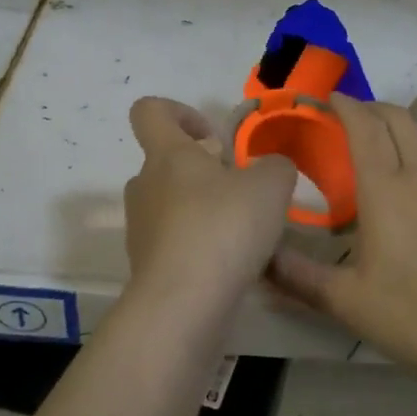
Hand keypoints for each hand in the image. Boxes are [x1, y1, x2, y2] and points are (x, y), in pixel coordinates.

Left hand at [122, 96, 297, 318]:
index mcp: (167, 154)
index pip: (150, 111)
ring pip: (173, 205)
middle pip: (167, 163)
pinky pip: (176, 244)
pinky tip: (231, 265)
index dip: (179, 112)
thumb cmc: (223, 228)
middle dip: (205, 172)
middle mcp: (145, 186)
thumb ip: (275, 167)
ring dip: (204, 210)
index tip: (213, 138)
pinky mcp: (147, 267)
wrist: (183, 304)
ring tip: (243, 233)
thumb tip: (269, 170)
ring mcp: (141, 228)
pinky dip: (200, 247)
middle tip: (241, 192)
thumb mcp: (270, 186)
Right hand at [269, 94, 416, 395]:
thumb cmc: (412, 316)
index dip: (345, 105)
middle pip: (399, 117)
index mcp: (387, 190)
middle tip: (346, 117)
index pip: (365, 127)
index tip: (327, 98)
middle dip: (371, 107)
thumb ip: (297, 276)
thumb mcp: (345, 300)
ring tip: (378, 143)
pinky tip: (415, 179)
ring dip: (399, 125)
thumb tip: (259, 260)